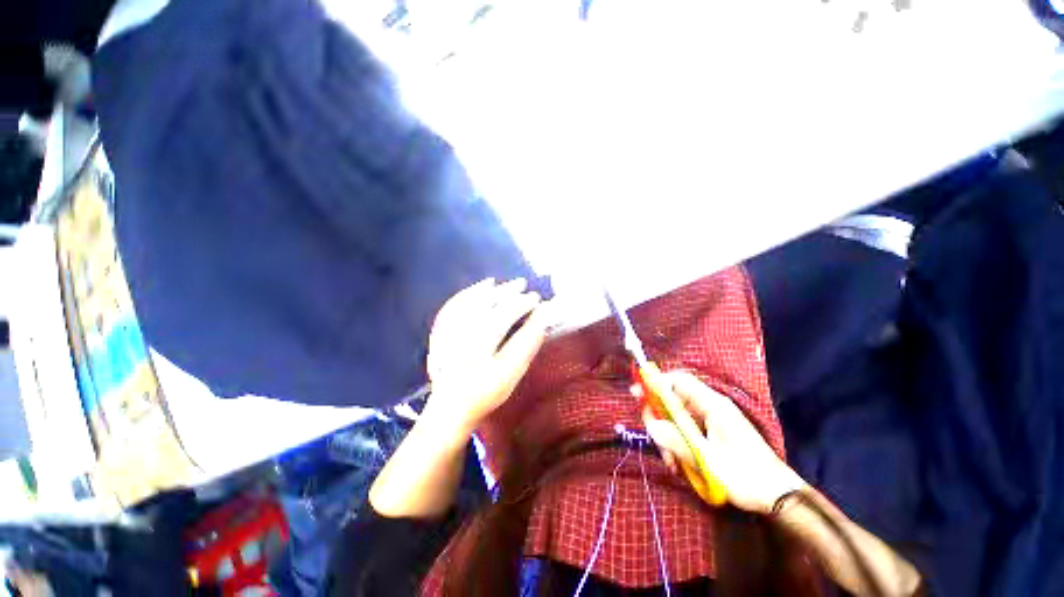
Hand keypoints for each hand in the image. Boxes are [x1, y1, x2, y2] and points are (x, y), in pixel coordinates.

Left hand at [424, 278, 548, 437]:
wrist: (450, 407)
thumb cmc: (486, 392)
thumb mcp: (511, 375)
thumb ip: (526, 346)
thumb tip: (541, 320)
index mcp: (480, 357)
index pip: (505, 323)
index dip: (522, 308)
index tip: (538, 301)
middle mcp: (460, 344)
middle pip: (487, 310)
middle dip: (509, 296)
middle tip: (525, 287)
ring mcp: (446, 337)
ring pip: (470, 305)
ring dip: (491, 291)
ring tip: (510, 284)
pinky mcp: (438, 333)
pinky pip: (453, 307)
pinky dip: (469, 293)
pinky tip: (484, 286)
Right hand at [642, 371, 806, 513]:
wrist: (779, 497)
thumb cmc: (745, 475)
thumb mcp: (707, 460)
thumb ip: (676, 440)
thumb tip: (651, 424)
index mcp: (712, 405)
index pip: (679, 381)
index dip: (656, 382)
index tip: (637, 393)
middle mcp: (711, 407)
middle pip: (675, 400)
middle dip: (660, 418)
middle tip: (654, 437)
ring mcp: (712, 421)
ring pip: (679, 418)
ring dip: (669, 436)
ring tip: (671, 462)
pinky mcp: (713, 434)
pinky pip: (688, 431)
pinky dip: (680, 444)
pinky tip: (680, 464)